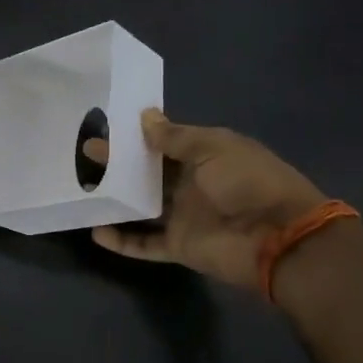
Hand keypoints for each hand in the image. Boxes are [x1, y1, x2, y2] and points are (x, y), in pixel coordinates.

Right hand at [86, 109, 327, 288]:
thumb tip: (145, 116)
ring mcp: (184, 216)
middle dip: (119, 164)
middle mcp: (192, 184)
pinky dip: (122, 241)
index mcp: (205, 156)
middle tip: (85, 152)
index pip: (165, 142)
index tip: (106, 126)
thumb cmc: (248, 183)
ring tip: (82, 190)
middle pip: (148, 173)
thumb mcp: (213, 148)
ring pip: (142, 207)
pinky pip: (144, 243)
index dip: (137, 135)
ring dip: (115, 200)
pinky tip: (95, 232)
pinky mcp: (178, 246)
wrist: (280, 239)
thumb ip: (175, 137)